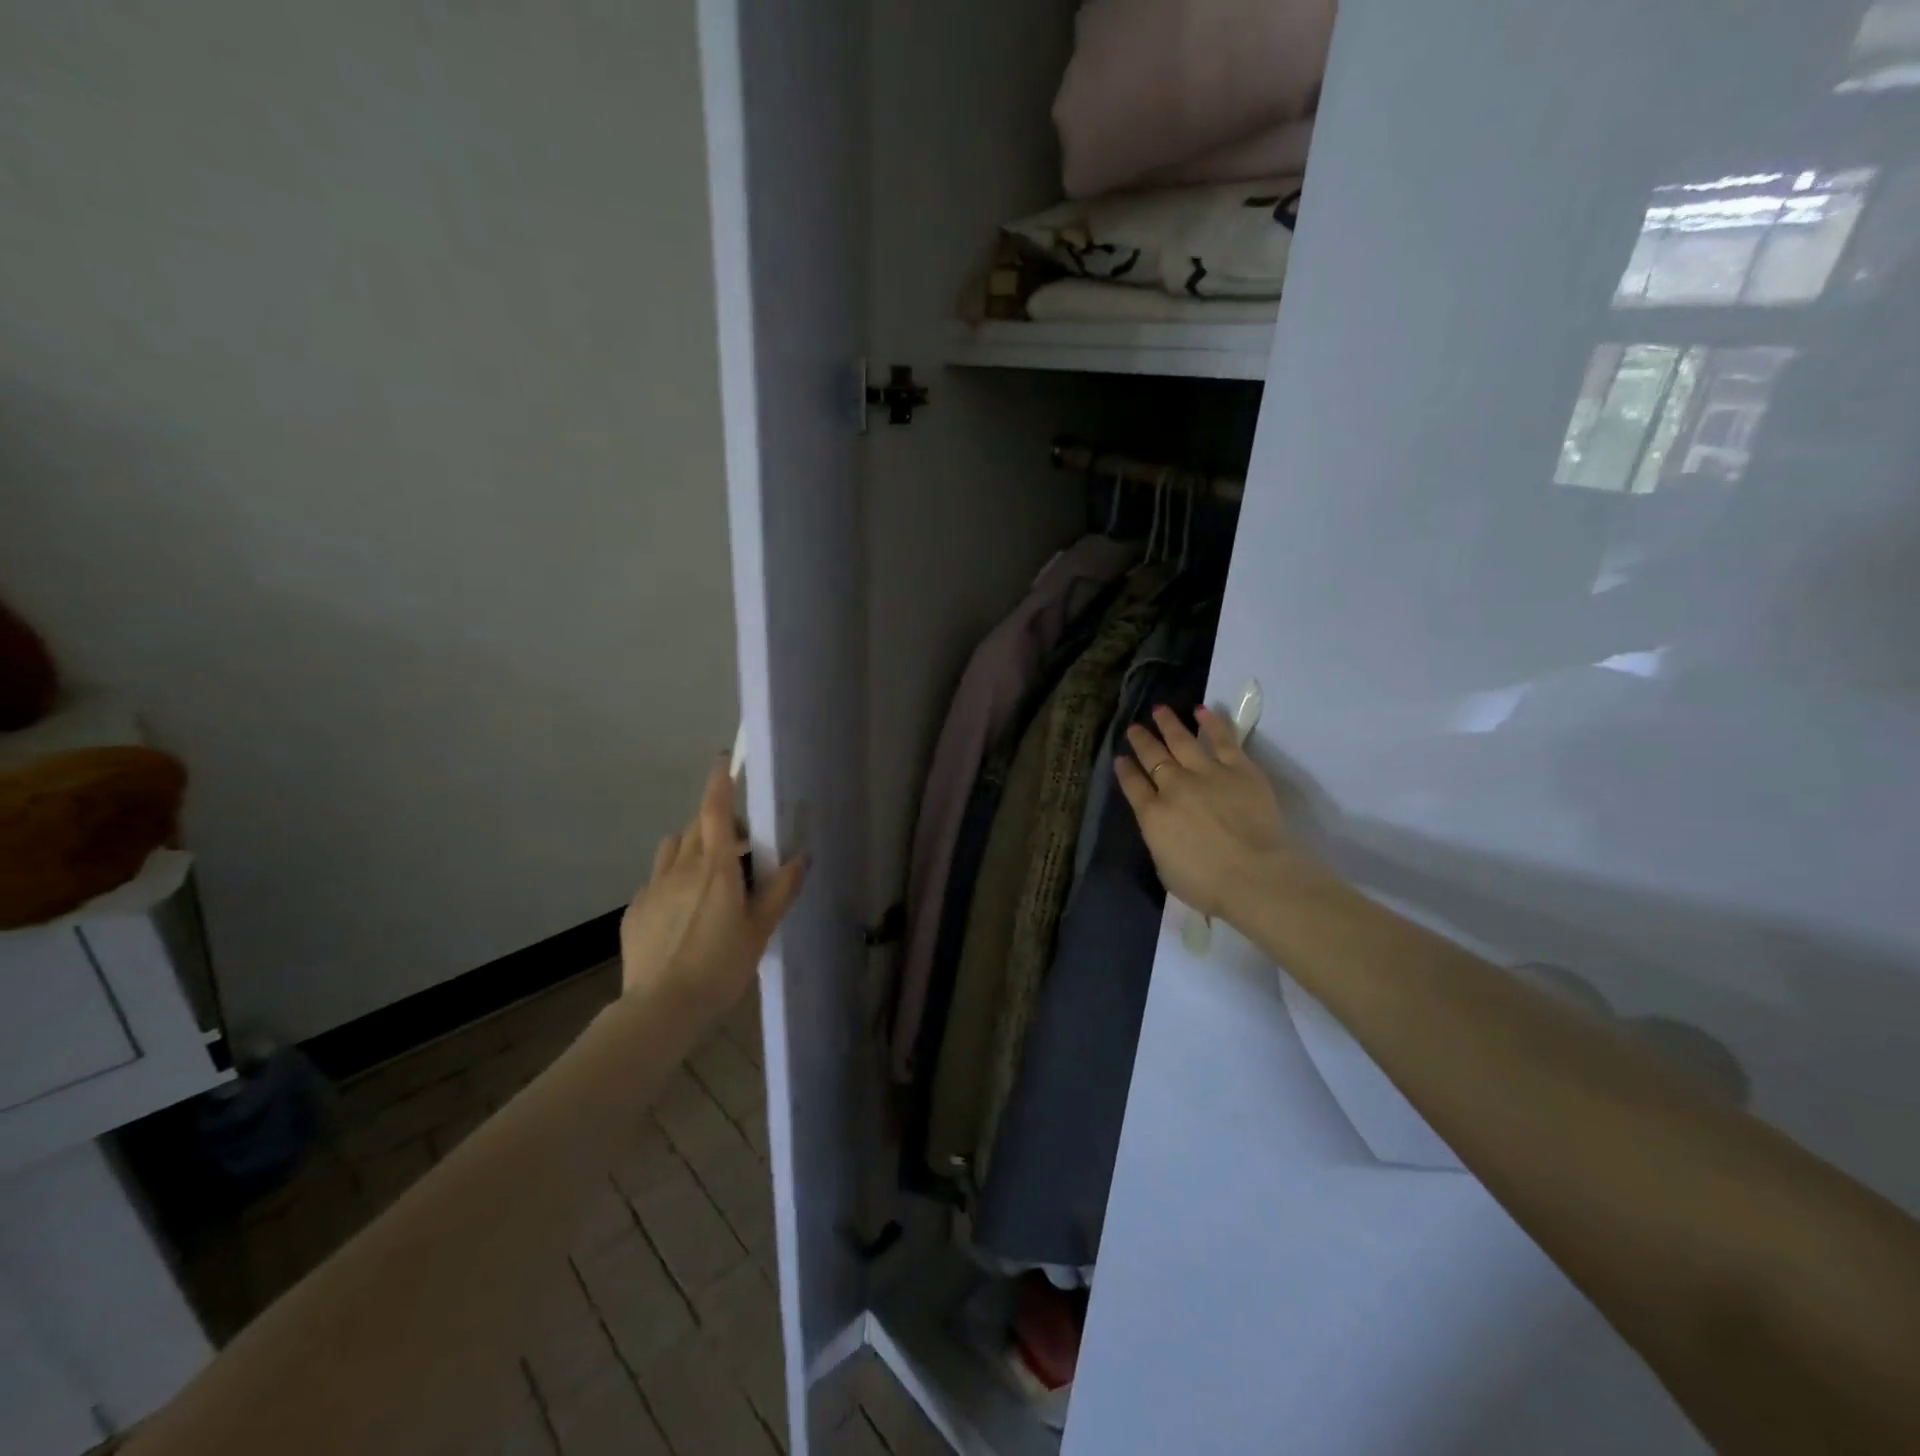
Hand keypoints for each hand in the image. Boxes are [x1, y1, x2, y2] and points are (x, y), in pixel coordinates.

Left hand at [619, 756, 807, 1017]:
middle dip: (715, 823)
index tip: (723, 760)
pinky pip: (656, 879)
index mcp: (715, 868)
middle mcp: (681, 867)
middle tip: (737, 846)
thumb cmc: (720, 966)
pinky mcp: (635, 910)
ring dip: (691, 847)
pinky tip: (682, 912)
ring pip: (672, 849)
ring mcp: (653, 887)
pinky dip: (672, 880)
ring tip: (707, 874)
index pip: (714, 810)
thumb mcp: (760, 930)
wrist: (661, 1008)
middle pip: (696, 826)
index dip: (719, 782)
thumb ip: (780, 890)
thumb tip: (801, 857)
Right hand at [1114, 705, 1306, 923]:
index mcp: (1152, 815)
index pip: (1132, 785)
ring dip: (1169, 724)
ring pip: (1182, 741)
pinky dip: (1211, 723)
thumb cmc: (1207, 885)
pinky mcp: (1239, 768)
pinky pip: (1222, 739)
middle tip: (1134, 727)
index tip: (1120, 758)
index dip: (1125, 770)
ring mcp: (1207, 773)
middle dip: (1141, 741)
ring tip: (1160, 710)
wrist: (1254, 875)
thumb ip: (1160, 841)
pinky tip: (1201, 710)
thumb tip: (1162, 828)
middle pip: (1153, 757)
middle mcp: (1174, 786)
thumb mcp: (1166, 868)